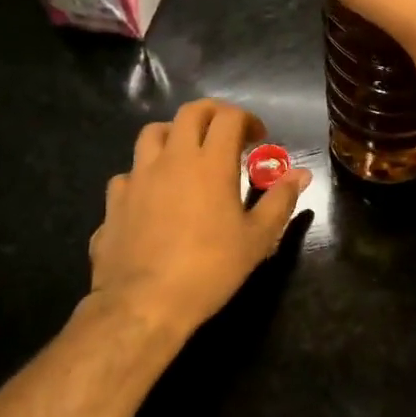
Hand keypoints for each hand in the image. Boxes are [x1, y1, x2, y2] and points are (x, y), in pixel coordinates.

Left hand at [87, 99, 311, 341]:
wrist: (143, 303)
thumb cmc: (210, 269)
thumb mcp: (257, 239)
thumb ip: (280, 201)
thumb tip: (301, 174)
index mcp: (211, 163)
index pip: (229, 117)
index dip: (247, 120)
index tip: (259, 138)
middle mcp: (173, 158)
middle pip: (190, 112)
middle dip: (212, 114)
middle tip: (226, 133)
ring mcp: (138, 176)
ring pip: (153, 133)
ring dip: (175, 134)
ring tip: (187, 154)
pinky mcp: (114, 199)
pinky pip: (129, 172)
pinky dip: (145, 174)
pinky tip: (153, 194)